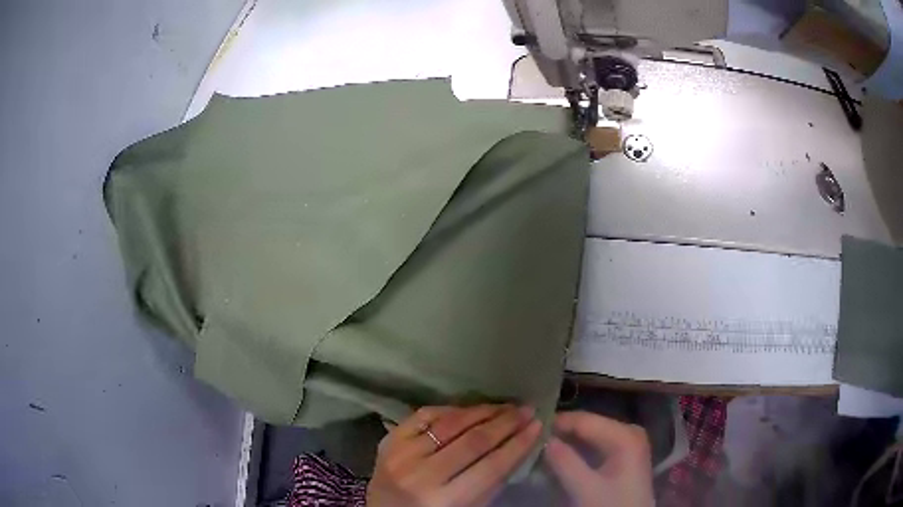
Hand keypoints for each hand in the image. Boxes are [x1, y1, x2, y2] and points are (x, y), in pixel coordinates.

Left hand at [367, 404, 541, 506]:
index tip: (538, 425)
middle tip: (527, 409)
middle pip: (472, 441)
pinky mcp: (389, 439)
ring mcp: (401, 454)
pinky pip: (425, 414)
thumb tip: (518, 446)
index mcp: (444, 500)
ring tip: (505, 405)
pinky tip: (470, 408)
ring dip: (483, 411)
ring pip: (449, 423)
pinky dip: (451, 409)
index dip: (518, 444)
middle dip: (505, 423)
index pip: (490, 467)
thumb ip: (491, 482)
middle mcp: (421, 475)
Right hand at [544, 412, 653, 506]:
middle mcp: (629, 431)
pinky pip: (597, 445)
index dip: (556, 422)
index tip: (529, 428)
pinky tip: (561, 457)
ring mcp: (629, 442)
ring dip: (568, 442)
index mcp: (625, 435)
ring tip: (542, 448)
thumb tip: (543, 439)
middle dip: (562, 432)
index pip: (584, 420)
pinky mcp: (625, 455)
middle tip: (533, 439)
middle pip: (588, 425)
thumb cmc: (611, 505)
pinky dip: (578, 450)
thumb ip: (565, 462)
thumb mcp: (586, 488)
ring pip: (591, 435)